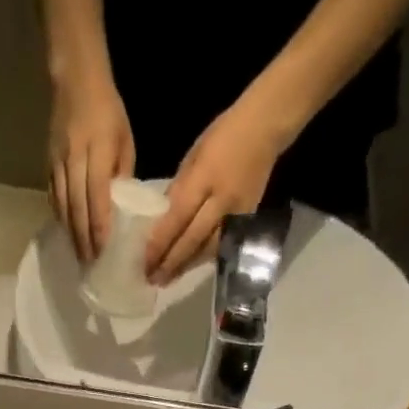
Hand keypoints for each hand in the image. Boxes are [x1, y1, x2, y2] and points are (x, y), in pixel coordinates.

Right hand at [47, 73, 134, 262]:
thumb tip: (123, 211)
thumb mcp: (125, 141)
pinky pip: (54, 197)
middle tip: (91, 266)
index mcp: (96, 151)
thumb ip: (122, 175)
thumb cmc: (109, 112)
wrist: (75, 80)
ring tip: (80, 257)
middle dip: (84, 240)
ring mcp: (57, 162)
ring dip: (71, 235)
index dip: (99, 228)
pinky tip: (68, 234)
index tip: (103, 253)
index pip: (96, 197)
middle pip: (77, 208)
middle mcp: (74, 159)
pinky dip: (61, 218)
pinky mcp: (48, 163)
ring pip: (63, 206)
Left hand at [146, 104, 283, 283]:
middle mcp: (221, 200)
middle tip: (151, 279)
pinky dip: (202, 258)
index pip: (178, 217)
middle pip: (192, 239)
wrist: (265, 128)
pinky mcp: (247, 221)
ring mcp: (237, 214)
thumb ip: (179, 188)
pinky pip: (221, 245)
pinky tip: (188, 267)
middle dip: (170, 262)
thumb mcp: (194, 155)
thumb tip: (162, 219)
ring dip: (185, 267)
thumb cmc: (224, 135)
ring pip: (207, 249)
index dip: (160, 242)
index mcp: (205, 177)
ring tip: (166, 280)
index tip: (144, 261)